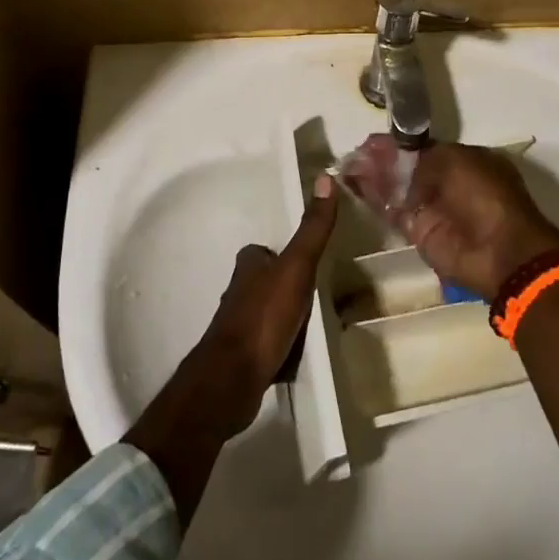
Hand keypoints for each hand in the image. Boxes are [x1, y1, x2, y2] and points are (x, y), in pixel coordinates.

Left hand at [185, 185, 340, 439]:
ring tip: (313, 326)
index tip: (307, 261)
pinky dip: (280, 346)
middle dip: (286, 287)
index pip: (264, 251)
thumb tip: (325, 179)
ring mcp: (237, 328)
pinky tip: (297, 355)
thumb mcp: (296, 267)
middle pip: (265, 282)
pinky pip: (267, 344)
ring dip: (284, 317)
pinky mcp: (242, 359)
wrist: (233, 380)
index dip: (282, 254)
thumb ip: (312, 229)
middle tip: (317, 295)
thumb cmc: (264, 317)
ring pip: (266, 313)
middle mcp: (237, 293)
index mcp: (248, 266)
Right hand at [343, 137, 558, 301]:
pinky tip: (352, 184)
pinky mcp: (417, 232)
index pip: (425, 149)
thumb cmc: (485, 194)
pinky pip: (391, 210)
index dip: (399, 144)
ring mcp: (431, 208)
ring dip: (373, 176)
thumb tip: (401, 162)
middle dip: (382, 159)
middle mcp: (447, 183)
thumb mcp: (456, 159)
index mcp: (465, 161)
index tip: (374, 140)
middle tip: (356, 151)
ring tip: (347, 164)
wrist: (498, 251)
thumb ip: (424, 157)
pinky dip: (372, 198)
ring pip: (395, 188)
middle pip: (406, 167)